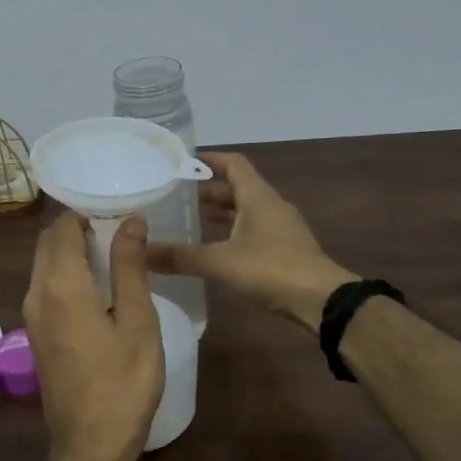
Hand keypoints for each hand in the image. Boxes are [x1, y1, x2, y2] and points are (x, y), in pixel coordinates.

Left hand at [22, 214, 165, 460]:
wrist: (90, 444)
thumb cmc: (124, 382)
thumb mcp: (138, 321)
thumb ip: (129, 267)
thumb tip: (130, 221)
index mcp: (60, 285)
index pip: (62, 229)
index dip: (86, 213)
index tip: (117, 210)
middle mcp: (36, 294)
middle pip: (48, 245)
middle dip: (77, 229)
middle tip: (118, 228)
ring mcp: (31, 316)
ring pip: (44, 266)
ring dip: (71, 252)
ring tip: (114, 253)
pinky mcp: (35, 335)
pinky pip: (46, 288)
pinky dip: (66, 274)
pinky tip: (98, 286)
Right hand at [147, 151, 354, 331]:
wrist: (321, 301)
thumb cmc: (270, 270)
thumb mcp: (218, 262)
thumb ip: (179, 256)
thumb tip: (140, 252)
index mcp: (257, 196)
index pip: (233, 163)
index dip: (209, 160)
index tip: (183, 162)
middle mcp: (271, 205)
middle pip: (238, 187)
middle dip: (209, 189)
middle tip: (177, 196)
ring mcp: (281, 228)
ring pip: (246, 211)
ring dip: (222, 212)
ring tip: (192, 220)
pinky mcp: (285, 250)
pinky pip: (254, 231)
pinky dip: (233, 232)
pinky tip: (216, 249)